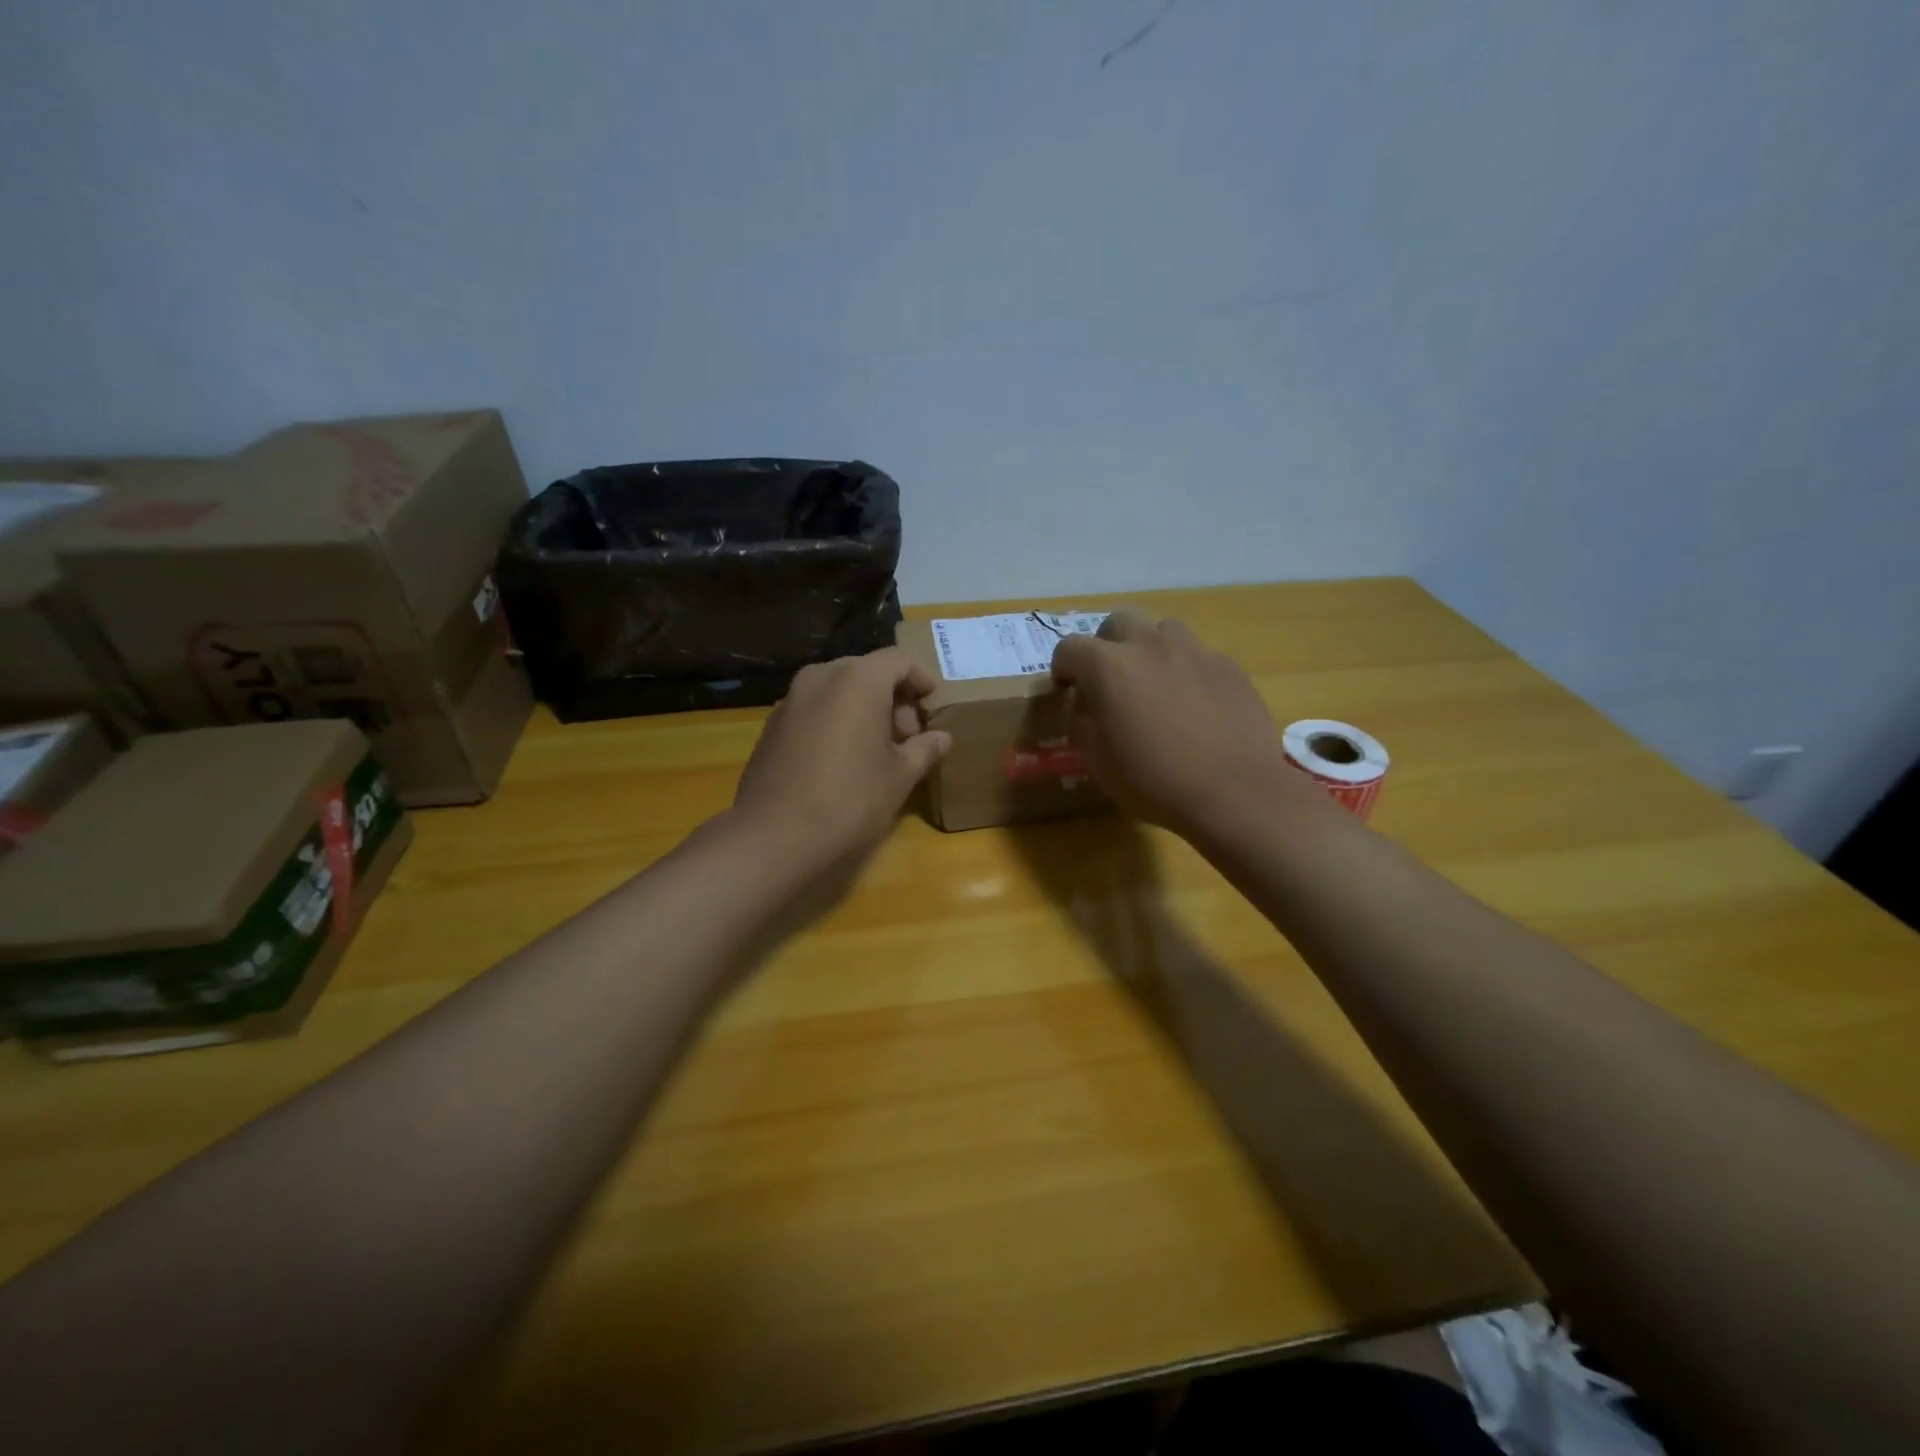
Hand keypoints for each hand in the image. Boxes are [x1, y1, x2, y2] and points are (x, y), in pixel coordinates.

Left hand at [732, 647, 950, 890]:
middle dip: (892, 697)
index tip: (932, 702)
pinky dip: (835, 720)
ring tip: (876, 749)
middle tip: (907, 736)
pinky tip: (841, 760)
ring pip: (837, 689)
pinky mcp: (772, 725)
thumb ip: (924, 749)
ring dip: (862, 709)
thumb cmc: (850, 799)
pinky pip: (814, 709)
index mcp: (858, 680)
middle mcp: (821, 677)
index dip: (921, 677)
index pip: (899, 659)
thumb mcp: (900, 776)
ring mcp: (790, 700)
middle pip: (866, 671)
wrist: (774, 835)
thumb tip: (942, 738)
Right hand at [1051, 610, 1321, 840]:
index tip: (1068, 690)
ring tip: (1156, 686)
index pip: (1070, 648)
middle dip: (1107, 645)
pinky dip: (1187, 671)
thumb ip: (1085, 724)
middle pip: (1119, 622)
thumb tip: (1089, 707)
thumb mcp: (1098, 762)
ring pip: (1163, 632)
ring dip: (1151, 651)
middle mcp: (1149, 646)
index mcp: (1109, 666)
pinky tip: (1196, 705)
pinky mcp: (1228, 666)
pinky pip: (1198, 656)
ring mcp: (1194, 651)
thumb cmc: (1154, 782)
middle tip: (1112, 680)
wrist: (1234, 792)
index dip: (1064, 668)